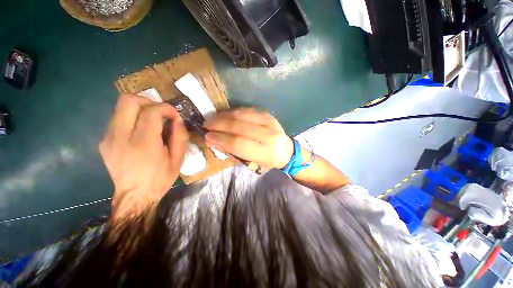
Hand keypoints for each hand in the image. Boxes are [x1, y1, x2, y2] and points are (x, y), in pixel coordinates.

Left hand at [99, 94, 188, 219]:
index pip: (151, 112)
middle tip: (160, 113)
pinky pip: (118, 119)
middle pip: (128, 101)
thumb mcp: (178, 159)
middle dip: (148, 101)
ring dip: (140, 109)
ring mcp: (109, 138)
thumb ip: (180, 137)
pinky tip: (141, 132)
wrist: (135, 196)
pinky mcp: (104, 141)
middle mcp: (121, 138)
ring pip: (120, 107)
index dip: (166, 108)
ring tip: (152, 122)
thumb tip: (177, 119)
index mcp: (143, 145)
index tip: (174, 115)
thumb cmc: (160, 178)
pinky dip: (132, 119)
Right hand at [204, 108, 293, 169]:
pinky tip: (225, 115)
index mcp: (265, 152)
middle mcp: (268, 135)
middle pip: (238, 126)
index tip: (207, 136)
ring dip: (223, 116)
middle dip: (218, 124)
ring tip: (212, 119)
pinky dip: (233, 112)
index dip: (220, 139)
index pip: (238, 143)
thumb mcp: (251, 162)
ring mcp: (269, 122)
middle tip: (206, 125)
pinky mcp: (267, 114)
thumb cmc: (267, 160)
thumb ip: (232, 151)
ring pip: (241, 115)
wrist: (286, 150)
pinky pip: (246, 110)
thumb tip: (213, 140)